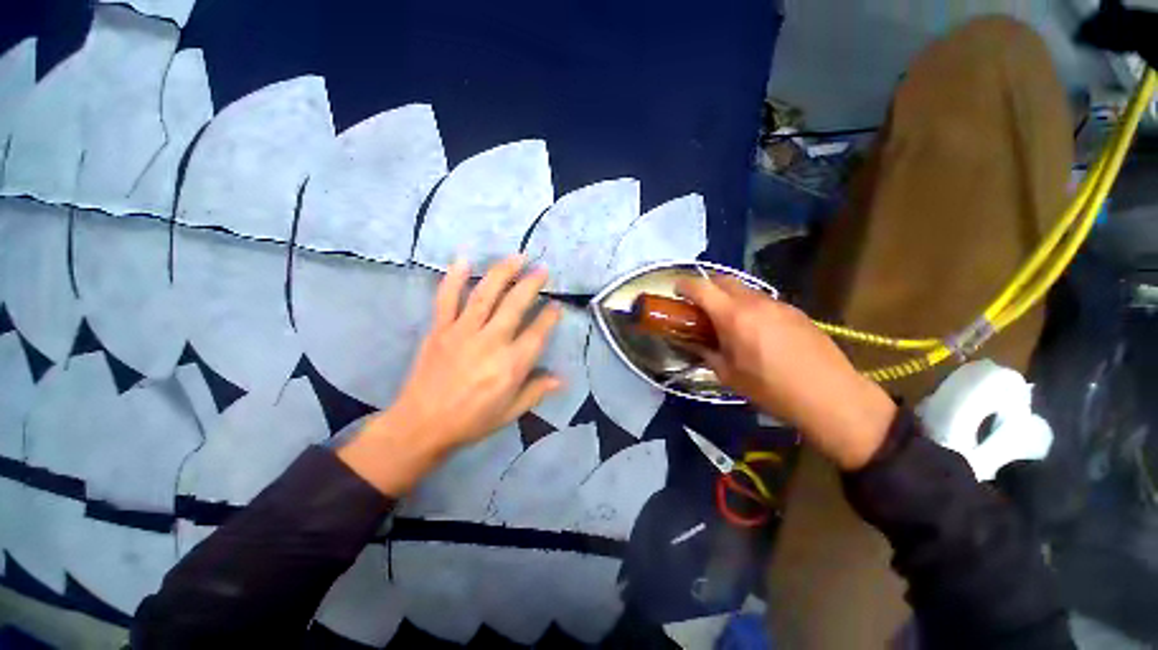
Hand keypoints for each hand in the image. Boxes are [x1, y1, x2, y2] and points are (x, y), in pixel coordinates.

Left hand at [339, 255, 560, 494]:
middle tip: (542, 270)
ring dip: (503, 272)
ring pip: (485, 294)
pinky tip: (463, 259)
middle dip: (531, 284)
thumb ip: (536, 391)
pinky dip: (453, 278)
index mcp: (510, 365)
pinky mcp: (440, 329)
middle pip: (515, 305)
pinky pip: (446, 298)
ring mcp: (463, 332)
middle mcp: (490, 342)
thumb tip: (562, 379)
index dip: (549, 317)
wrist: (421, 425)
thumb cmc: (471, 421)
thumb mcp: (509, 412)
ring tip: (517, 257)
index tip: (556, 305)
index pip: (537, 333)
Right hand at [676, 276, 896, 469]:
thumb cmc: (771, 389)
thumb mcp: (728, 375)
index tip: (676, 291)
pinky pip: (764, 301)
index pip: (701, 287)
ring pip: (745, 289)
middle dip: (706, 287)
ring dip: (729, 297)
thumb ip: (707, 353)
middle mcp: (754, 302)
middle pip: (723, 280)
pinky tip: (756, 330)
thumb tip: (695, 343)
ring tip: (728, 321)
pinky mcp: (795, 311)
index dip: (684, 285)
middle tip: (700, 306)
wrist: (830, 395)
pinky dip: (750, 306)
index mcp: (733, 316)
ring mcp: (778, 304)